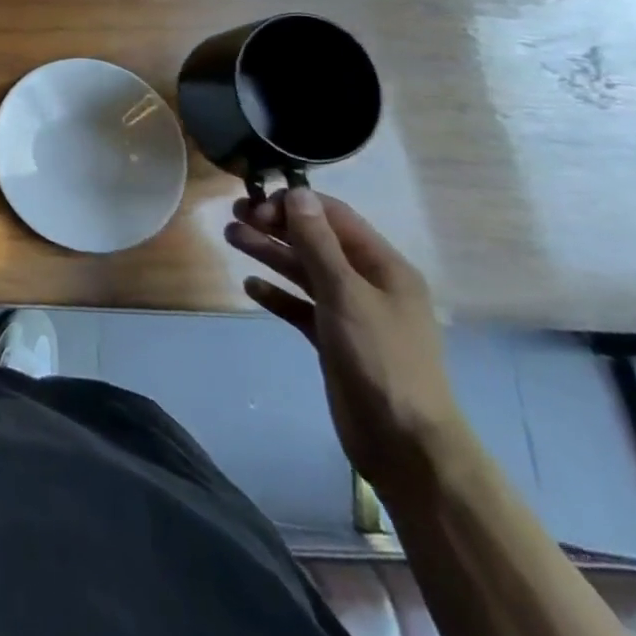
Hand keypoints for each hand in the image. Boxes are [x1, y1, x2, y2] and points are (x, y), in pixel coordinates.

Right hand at [225, 186, 464, 493]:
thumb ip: (318, 243)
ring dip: (270, 254)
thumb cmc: (380, 359)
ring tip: (231, 238)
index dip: (295, 205)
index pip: (334, 217)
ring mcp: (351, 313)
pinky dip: (277, 294)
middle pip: (316, 242)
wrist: (404, 443)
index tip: (256, 204)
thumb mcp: (346, 294)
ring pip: (304, 272)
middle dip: (276, 226)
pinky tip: (251, 287)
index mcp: (383, 267)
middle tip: (233, 216)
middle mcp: (368, 284)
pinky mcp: (334, 340)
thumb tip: (296, 193)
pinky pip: (300, 306)